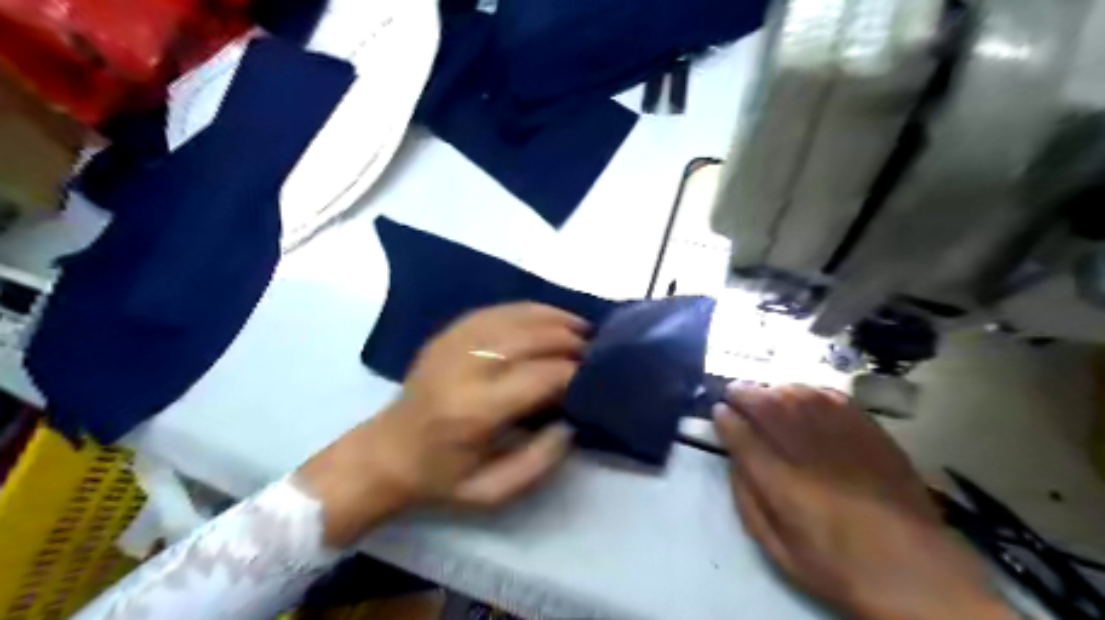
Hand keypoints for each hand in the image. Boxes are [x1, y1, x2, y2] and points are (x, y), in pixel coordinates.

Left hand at [292, 303, 586, 545]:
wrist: (386, 453)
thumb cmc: (440, 478)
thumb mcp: (492, 492)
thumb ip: (539, 461)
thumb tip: (571, 422)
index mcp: (475, 411)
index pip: (540, 376)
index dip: (574, 372)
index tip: (595, 376)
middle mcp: (465, 368)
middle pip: (530, 338)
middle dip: (569, 339)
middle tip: (593, 349)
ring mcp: (452, 344)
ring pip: (514, 316)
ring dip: (553, 318)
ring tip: (579, 327)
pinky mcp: (446, 335)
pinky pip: (494, 311)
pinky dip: (527, 310)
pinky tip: (546, 317)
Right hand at [712, 385, 1012, 617]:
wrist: (918, 574)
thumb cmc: (838, 567)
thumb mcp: (779, 550)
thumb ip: (749, 502)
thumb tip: (735, 462)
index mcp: (785, 487)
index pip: (744, 438)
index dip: (726, 419)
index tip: (717, 410)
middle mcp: (811, 454)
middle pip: (770, 406)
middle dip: (745, 393)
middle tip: (733, 391)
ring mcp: (846, 439)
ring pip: (800, 395)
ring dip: (775, 388)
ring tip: (764, 392)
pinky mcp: (873, 434)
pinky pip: (834, 398)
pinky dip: (812, 390)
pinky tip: (803, 394)